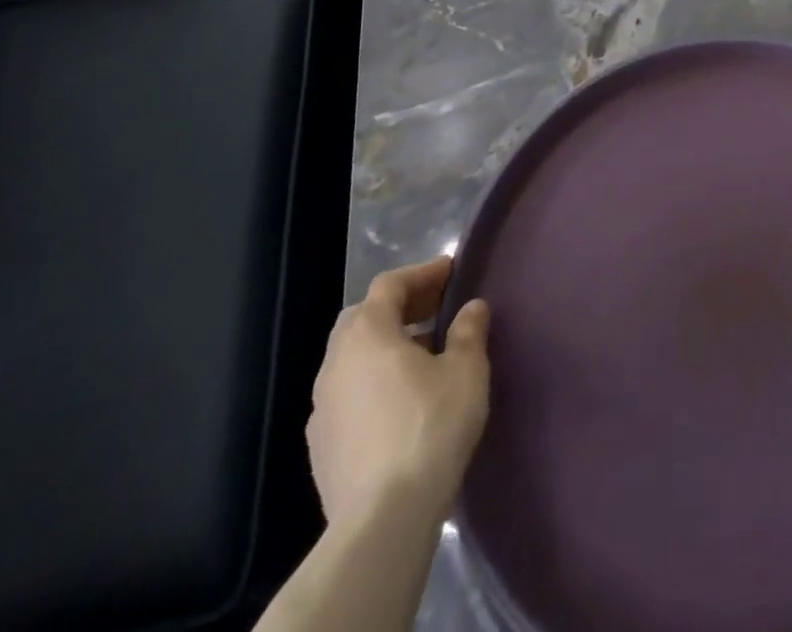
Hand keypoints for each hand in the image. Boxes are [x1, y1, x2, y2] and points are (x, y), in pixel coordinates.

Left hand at [307, 256, 490, 530]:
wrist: (383, 519)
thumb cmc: (430, 427)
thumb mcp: (466, 369)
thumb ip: (469, 331)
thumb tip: (471, 308)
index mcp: (367, 335)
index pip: (390, 285)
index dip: (422, 273)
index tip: (452, 271)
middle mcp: (335, 364)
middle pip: (362, 318)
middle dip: (399, 308)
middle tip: (435, 310)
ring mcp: (321, 409)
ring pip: (351, 359)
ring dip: (384, 347)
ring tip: (423, 356)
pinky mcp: (320, 448)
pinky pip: (348, 395)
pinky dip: (373, 383)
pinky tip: (401, 402)